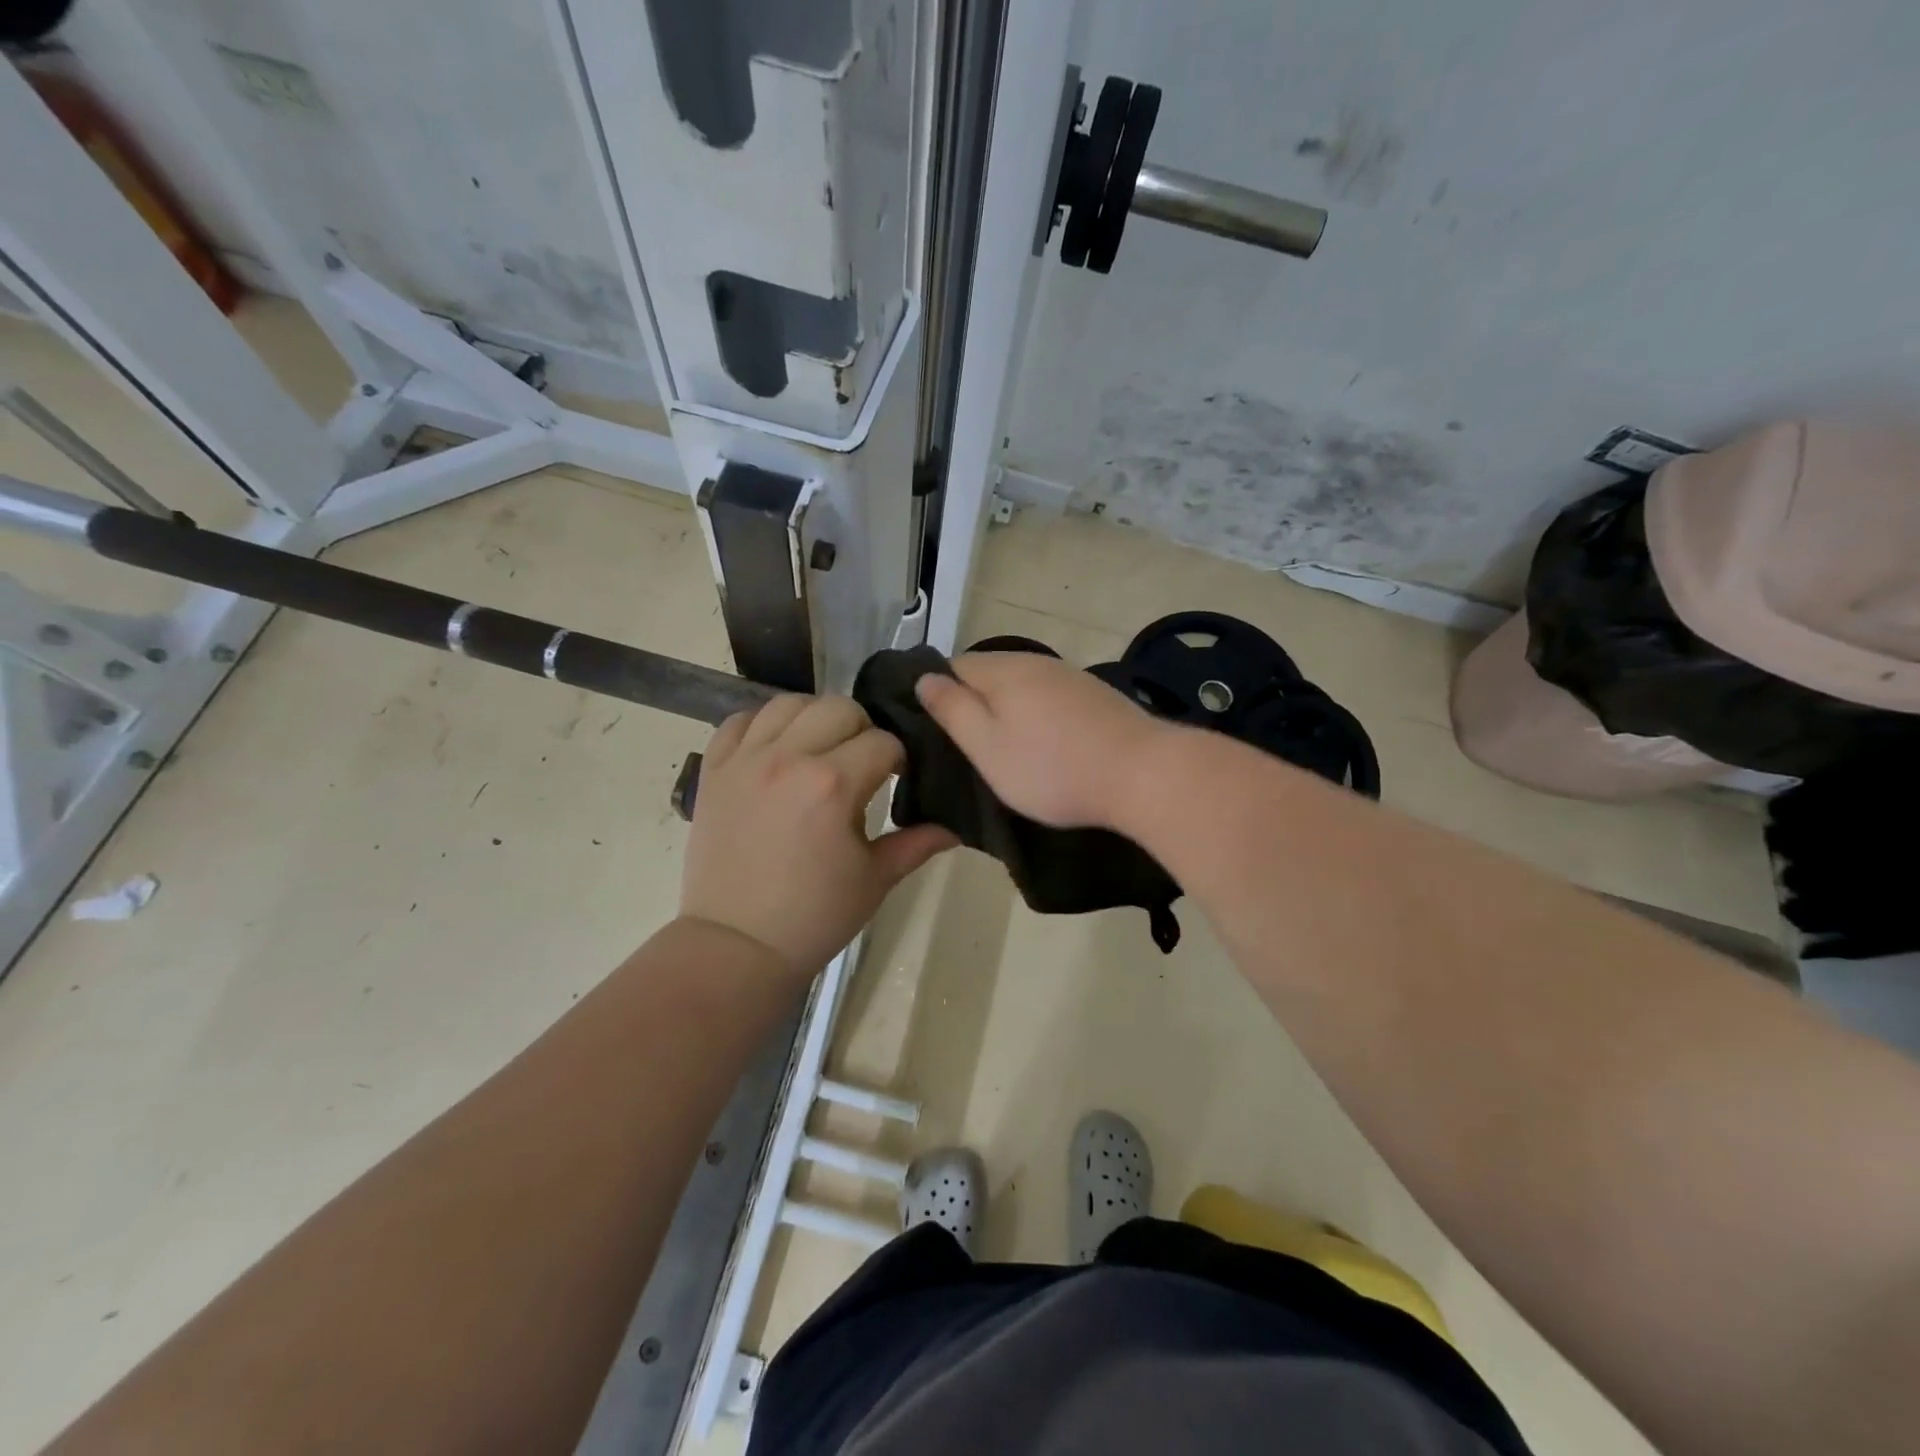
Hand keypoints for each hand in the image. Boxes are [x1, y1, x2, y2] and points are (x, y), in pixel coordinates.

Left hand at [681, 695, 955, 976]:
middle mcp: (788, 758)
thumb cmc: (814, 916)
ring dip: (813, 718)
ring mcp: (745, 760)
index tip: (896, 780)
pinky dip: (761, 725)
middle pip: (839, 707)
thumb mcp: (875, 880)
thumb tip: (955, 828)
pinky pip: (738, 721)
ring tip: (818, 749)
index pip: (883, 742)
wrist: (737, 946)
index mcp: (833, 784)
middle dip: (861, 730)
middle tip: (860, 763)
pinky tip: (775, 749)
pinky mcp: (713, 770)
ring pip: (789, 703)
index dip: (898, 759)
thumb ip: (916, 844)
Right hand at [915, 652, 1174, 829]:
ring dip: (1009, 713)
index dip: (938, 695)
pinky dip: (1039, 719)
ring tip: (1006, 752)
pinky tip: (1046, 747)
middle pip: (989, 675)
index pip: (952, 666)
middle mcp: (1035, 662)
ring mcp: (1070, 677)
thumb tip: (924, 678)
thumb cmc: (1052, 768)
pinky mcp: (1096, 697)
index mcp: (1003, 670)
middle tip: (968, 749)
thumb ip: (952, 710)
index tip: (936, 732)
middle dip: (974, 704)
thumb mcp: (987, 747)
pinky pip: (1050, 700)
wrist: (1143, 774)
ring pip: (1022, 688)